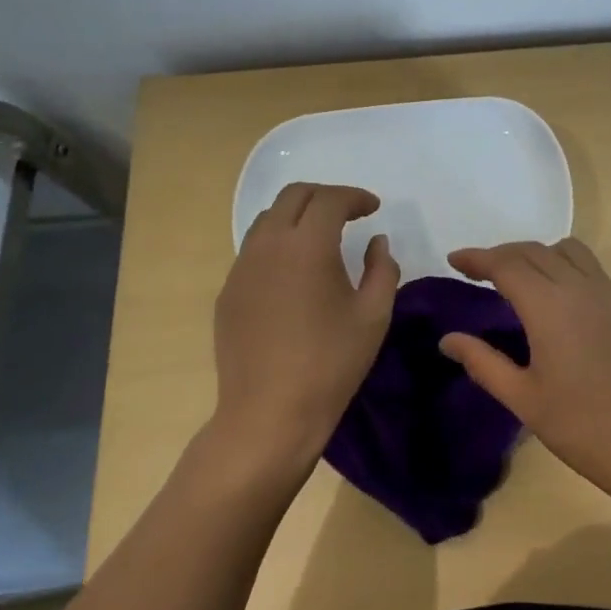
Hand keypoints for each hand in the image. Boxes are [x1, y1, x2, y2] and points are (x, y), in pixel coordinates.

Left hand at [212, 183, 399, 478]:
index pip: (330, 199)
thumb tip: (375, 242)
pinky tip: (295, 272)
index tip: (373, 209)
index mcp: (308, 246)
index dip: (355, 197)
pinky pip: (254, 250)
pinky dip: (278, 243)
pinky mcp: (228, 291)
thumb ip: (382, 268)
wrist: (270, 413)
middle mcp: (268, 245)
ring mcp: (242, 268)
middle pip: (294, 196)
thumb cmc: (331, 363)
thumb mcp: (374, 315)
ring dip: (298, 216)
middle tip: (349, 214)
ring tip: (321, 238)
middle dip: (325, 196)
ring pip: (268, 219)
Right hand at [439, 239, 610, 484]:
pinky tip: (554, 294)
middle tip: (476, 271)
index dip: (477, 258)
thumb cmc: (582, 426)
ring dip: (535, 253)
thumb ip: (483, 362)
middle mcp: (578, 287)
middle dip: (501, 254)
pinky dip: (561, 263)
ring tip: (516, 278)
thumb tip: (448, 339)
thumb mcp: (523, 398)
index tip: (454, 260)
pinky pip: (588, 266)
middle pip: (533, 250)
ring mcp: (607, 294)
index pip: (505, 264)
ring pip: (565, 250)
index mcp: (548, 306)